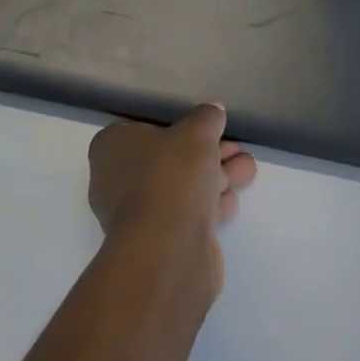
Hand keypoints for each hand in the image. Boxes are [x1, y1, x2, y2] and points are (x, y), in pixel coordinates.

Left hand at [88, 104, 256, 297]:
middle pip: (168, 158)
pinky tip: (236, 196)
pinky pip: (187, 213)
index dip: (178, 125)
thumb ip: (206, 117)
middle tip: (236, 146)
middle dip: (205, 152)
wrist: (168, 250)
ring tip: (248, 167)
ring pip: (181, 187)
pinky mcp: (160, 241)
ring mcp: (138, 214)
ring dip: (215, 176)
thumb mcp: (196, 133)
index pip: (144, 128)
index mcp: (111, 147)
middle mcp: (116, 179)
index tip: (205, 126)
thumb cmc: (171, 176)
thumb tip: (213, 110)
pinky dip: (211, 202)